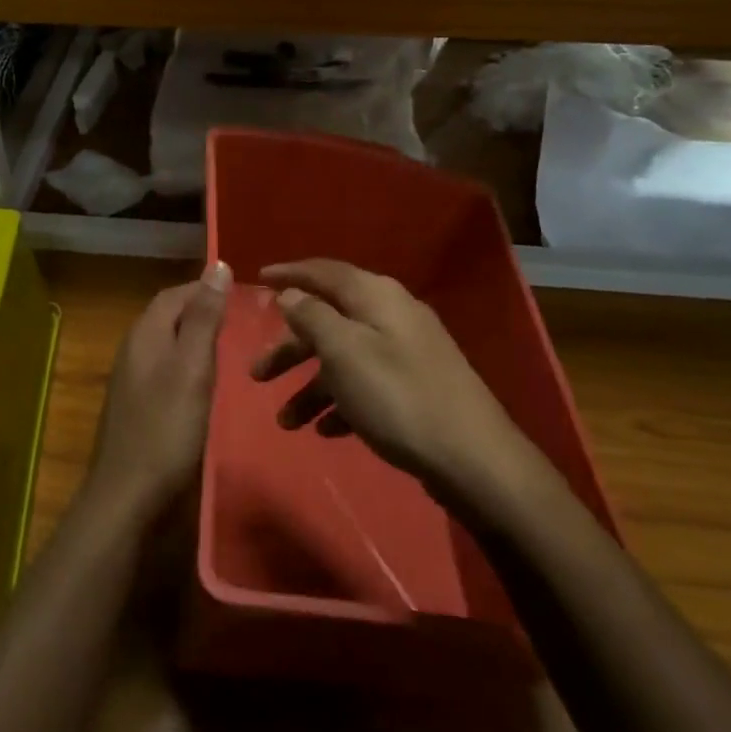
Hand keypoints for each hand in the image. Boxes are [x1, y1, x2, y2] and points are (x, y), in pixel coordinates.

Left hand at [85, 261, 231, 518]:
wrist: (127, 496)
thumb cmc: (166, 428)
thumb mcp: (193, 368)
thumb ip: (205, 318)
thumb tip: (217, 265)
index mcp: (145, 333)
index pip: (177, 293)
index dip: (207, 289)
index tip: (244, 296)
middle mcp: (133, 348)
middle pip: (169, 315)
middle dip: (202, 312)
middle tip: (243, 322)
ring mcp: (131, 378)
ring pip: (167, 343)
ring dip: (195, 339)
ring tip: (231, 349)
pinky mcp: (135, 405)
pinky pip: (164, 369)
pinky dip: (186, 365)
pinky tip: (205, 384)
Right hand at [251, 259, 539, 491]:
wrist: (474, 459)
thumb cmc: (398, 397)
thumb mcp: (344, 352)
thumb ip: (312, 316)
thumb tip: (290, 294)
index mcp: (376, 296)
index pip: (324, 272)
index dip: (289, 274)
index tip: (258, 278)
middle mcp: (392, 316)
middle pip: (330, 320)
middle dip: (291, 347)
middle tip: (256, 374)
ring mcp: (407, 353)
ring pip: (345, 358)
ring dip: (312, 386)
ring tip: (287, 421)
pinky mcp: (416, 388)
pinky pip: (366, 386)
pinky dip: (342, 403)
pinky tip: (327, 431)